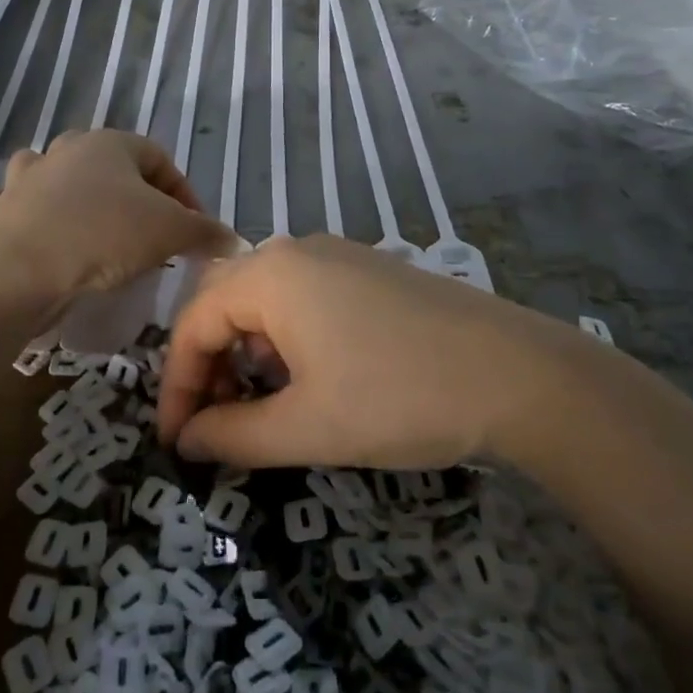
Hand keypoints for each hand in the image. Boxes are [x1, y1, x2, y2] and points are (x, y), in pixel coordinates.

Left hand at [0, 131, 235, 302]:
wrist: (18, 268)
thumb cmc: (103, 235)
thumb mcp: (170, 232)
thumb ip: (204, 232)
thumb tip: (233, 240)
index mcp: (108, 144)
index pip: (158, 158)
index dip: (183, 193)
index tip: (194, 230)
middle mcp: (63, 152)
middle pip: (105, 163)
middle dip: (129, 194)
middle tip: (145, 233)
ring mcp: (22, 180)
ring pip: (48, 174)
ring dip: (67, 194)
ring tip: (87, 230)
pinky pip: (5, 204)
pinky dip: (16, 215)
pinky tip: (30, 235)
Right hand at [158, 235, 542, 469]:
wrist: (516, 374)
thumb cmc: (398, 398)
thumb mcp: (307, 427)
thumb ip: (232, 436)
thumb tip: (186, 441)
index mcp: (270, 274)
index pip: (193, 323)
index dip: (177, 385)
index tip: (178, 442)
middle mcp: (296, 250)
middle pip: (223, 303)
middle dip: (208, 365)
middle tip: (213, 425)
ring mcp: (337, 255)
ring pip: (264, 300)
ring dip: (246, 353)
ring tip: (259, 408)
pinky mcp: (369, 271)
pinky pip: (303, 297)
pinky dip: (285, 339)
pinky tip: (307, 379)